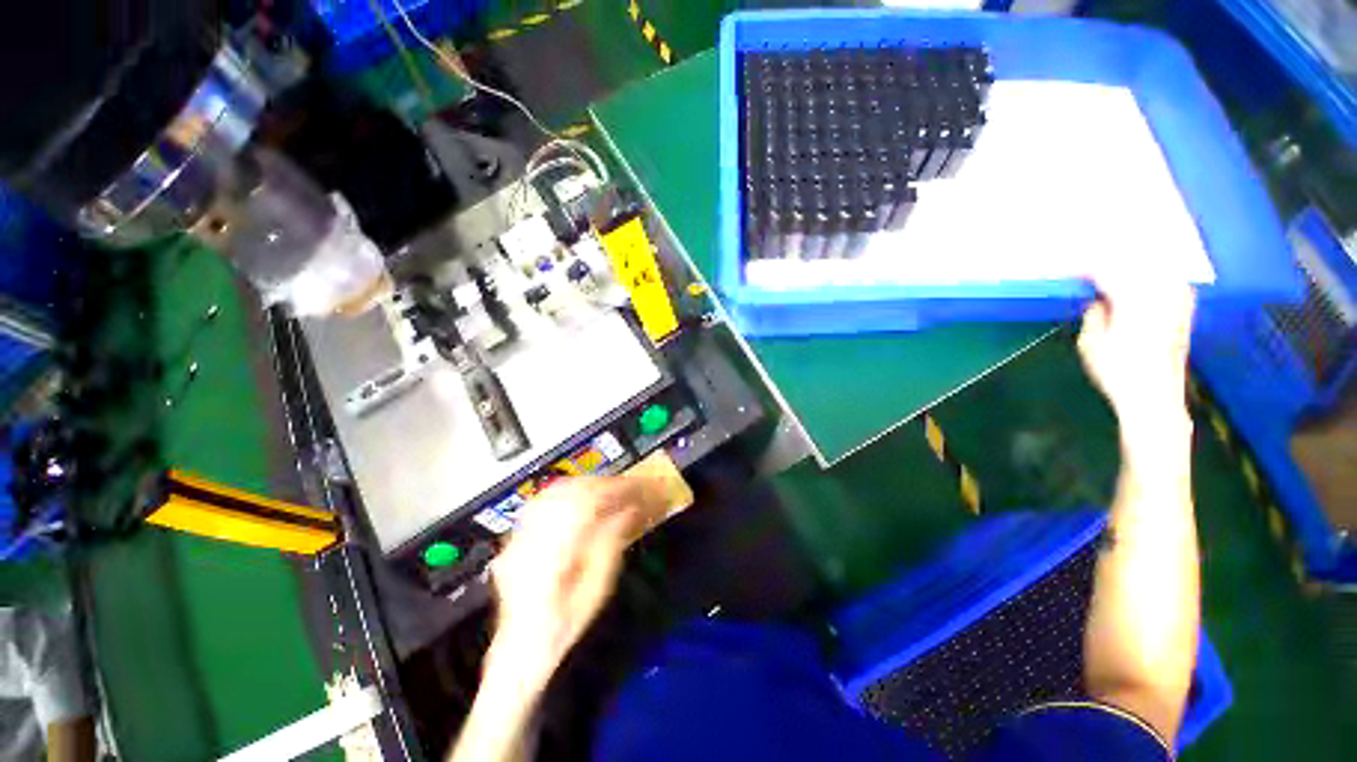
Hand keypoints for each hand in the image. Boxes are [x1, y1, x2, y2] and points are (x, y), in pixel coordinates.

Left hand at [488, 477, 659, 684]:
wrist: (521, 648)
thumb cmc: (564, 625)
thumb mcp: (596, 589)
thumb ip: (612, 543)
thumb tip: (630, 510)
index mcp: (553, 553)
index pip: (588, 503)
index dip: (616, 489)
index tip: (637, 486)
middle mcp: (531, 538)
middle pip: (570, 492)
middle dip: (602, 484)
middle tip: (626, 486)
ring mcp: (519, 536)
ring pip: (555, 491)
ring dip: (585, 485)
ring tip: (608, 489)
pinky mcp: (517, 537)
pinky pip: (543, 501)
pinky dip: (566, 492)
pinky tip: (579, 496)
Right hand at [1077, 275, 1195, 429]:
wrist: (1154, 398)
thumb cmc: (1116, 372)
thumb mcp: (1090, 344)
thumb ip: (1094, 315)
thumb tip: (1097, 300)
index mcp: (1132, 302)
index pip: (1107, 273)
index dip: (1086, 269)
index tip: (1070, 270)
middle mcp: (1159, 297)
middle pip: (1135, 266)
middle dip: (1113, 263)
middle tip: (1092, 266)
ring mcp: (1177, 305)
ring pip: (1159, 271)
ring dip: (1139, 266)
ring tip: (1120, 267)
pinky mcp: (1185, 314)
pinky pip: (1176, 284)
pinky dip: (1162, 276)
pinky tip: (1154, 277)